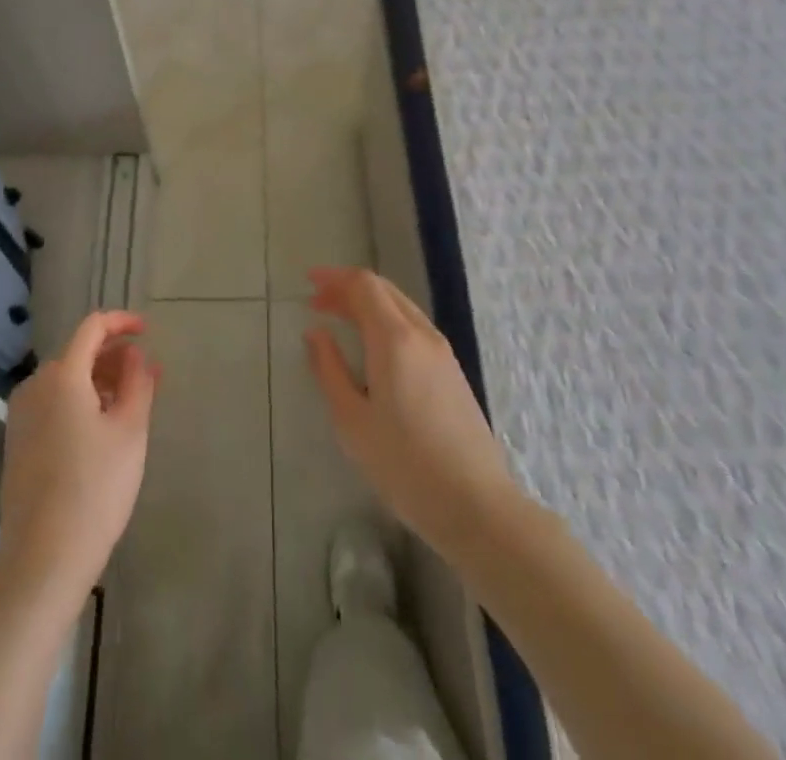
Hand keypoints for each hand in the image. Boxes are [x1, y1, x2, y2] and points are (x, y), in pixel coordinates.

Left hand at [0, 311, 157, 613]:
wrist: (42, 560)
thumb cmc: (95, 489)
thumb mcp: (130, 431)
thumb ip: (137, 382)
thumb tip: (135, 355)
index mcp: (62, 376)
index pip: (92, 327)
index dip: (122, 322)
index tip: (148, 331)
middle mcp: (35, 386)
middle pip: (79, 354)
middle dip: (115, 358)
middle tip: (148, 378)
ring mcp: (21, 416)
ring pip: (67, 381)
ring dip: (100, 382)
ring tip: (131, 405)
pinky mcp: (18, 442)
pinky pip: (54, 404)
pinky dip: (80, 402)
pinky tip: (102, 430)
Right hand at [305, 267, 520, 558]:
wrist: (476, 506)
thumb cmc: (404, 465)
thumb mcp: (352, 421)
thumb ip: (329, 369)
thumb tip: (316, 333)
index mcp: (395, 339)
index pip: (364, 286)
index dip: (335, 278)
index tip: (309, 284)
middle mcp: (422, 334)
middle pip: (384, 291)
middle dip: (349, 289)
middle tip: (318, 302)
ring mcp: (443, 353)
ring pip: (401, 308)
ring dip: (368, 305)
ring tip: (340, 320)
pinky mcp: (453, 372)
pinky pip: (414, 327)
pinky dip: (386, 322)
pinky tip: (373, 346)